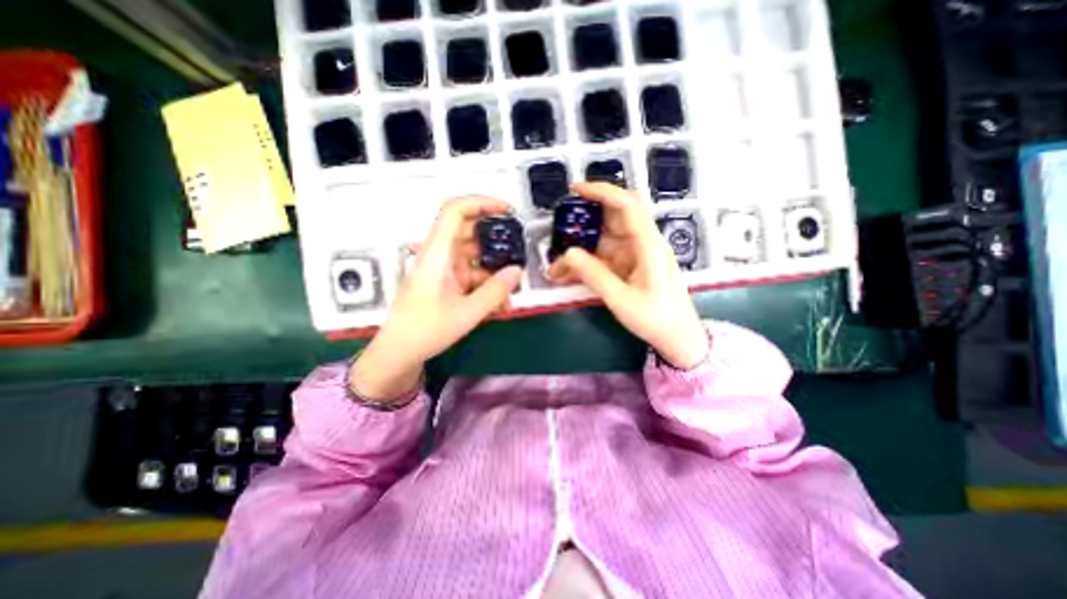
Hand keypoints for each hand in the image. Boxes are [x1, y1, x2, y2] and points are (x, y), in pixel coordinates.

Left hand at [354, 196, 523, 401]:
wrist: (399, 354)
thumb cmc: (425, 331)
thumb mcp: (466, 312)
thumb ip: (495, 291)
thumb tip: (517, 272)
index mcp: (437, 253)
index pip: (456, 211)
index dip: (482, 203)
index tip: (507, 210)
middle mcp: (439, 255)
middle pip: (470, 234)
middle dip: (496, 244)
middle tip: (518, 255)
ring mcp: (443, 269)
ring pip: (474, 258)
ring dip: (494, 272)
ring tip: (510, 294)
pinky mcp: (446, 283)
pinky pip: (471, 276)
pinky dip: (486, 286)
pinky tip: (499, 305)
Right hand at [550, 183, 706, 368]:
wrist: (678, 338)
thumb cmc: (656, 319)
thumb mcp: (621, 299)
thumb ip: (593, 275)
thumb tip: (567, 254)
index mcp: (648, 245)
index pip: (626, 205)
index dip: (602, 191)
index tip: (576, 190)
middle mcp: (642, 243)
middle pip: (611, 220)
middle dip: (583, 224)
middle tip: (558, 232)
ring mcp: (635, 255)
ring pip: (603, 242)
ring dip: (579, 251)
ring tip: (556, 267)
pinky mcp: (629, 267)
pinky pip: (603, 259)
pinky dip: (586, 264)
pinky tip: (568, 276)